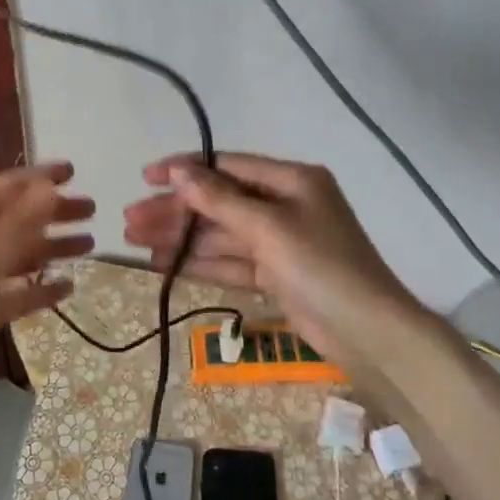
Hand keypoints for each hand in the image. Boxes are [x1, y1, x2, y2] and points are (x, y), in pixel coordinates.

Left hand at [0, 162, 92, 437]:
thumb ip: (20, 221)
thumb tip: (51, 187)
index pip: (9, 186)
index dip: (41, 177)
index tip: (74, 171)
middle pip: (19, 218)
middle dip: (54, 212)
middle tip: (92, 210)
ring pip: (21, 255)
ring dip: (52, 248)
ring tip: (90, 245)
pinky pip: (17, 293)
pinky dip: (41, 289)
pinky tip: (68, 287)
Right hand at [121, 154, 419, 370]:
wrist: (369, 334)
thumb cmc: (321, 266)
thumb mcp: (268, 227)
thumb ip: (219, 200)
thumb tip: (178, 171)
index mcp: (291, 180)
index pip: (228, 166)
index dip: (185, 170)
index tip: (146, 177)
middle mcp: (285, 205)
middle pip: (219, 202)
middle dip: (175, 211)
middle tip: (130, 220)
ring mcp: (280, 242)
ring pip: (220, 234)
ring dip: (180, 238)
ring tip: (135, 242)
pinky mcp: (276, 275)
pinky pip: (230, 262)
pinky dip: (199, 262)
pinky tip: (163, 263)